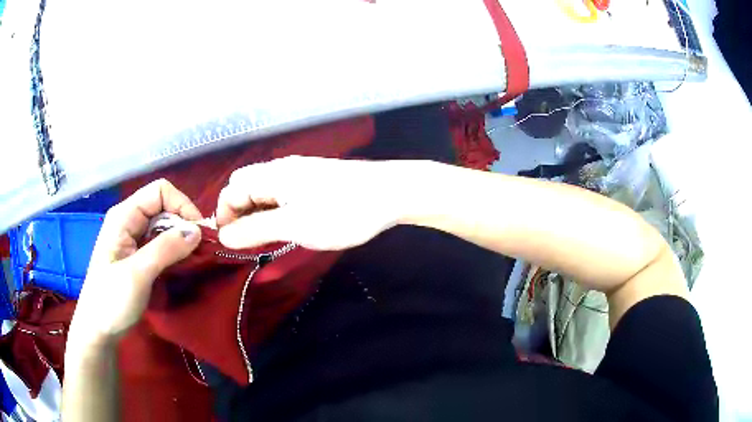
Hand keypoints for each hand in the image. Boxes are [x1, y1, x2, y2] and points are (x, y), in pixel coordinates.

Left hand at [69, 179, 202, 346]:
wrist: (98, 329)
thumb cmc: (111, 300)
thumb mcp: (137, 274)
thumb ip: (165, 249)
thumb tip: (197, 231)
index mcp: (124, 216)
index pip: (159, 192)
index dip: (181, 205)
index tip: (198, 234)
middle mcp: (128, 220)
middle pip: (163, 207)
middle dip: (183, 224)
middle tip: (198, 252)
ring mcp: (131, 238)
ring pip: (163, 226)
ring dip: (180, 240)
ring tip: (192, 260)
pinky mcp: (136, 255)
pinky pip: (160, 243)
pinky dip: (173, 251)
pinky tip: (179, 266)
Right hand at [216, 156, 415, 249]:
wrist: (390, 193)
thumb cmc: (341, 211)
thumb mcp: (294, 226)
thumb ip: (256, 229)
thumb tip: (224, 235)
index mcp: (271, 175)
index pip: (231, 190)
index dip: (223, 215)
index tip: (228, 242)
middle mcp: (280, 169)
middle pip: (244, 187)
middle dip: (238, 213)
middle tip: (246, 240)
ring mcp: (298, 173)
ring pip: (263, 190)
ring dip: (256, 212)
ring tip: (262, 238)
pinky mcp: (313, 180)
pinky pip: (281, 193)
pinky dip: (273, 209)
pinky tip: (283, 225)